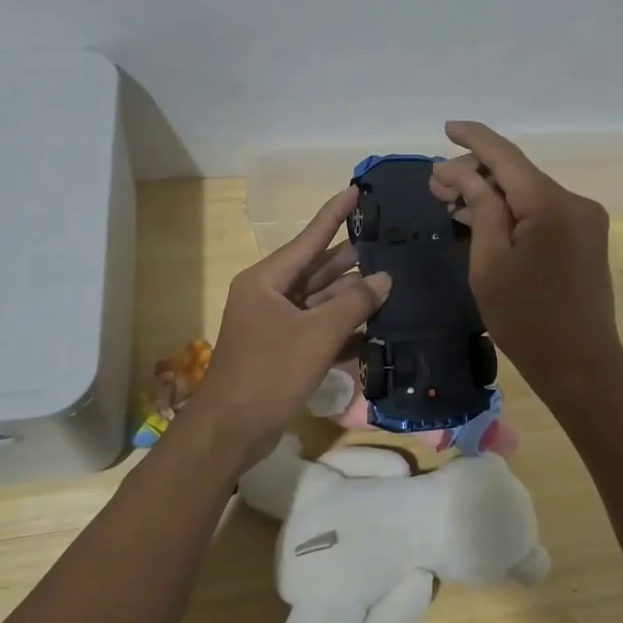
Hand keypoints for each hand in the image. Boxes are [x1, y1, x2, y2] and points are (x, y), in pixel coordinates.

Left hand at [187, 186, 390, 470]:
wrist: (230, 432)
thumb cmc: (270, 373)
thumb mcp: (317, 335)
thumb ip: (354, 304)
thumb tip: (384, 278)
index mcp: (268, 280)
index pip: (310, 237)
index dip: (334, 213)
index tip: (357, 190)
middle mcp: (269, 294)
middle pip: (317, 268)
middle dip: (352, 259)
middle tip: (388, 241)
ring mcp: (275, 323)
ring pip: (320, 299)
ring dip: (351, 295)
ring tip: (391, 280)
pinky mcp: (282, 349)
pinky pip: (317, 326)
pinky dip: (341, 325)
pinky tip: (374, 324)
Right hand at [428, 121, 622, 396]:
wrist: (582, 366)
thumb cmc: (527, 319)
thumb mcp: (490, 263)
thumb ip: (480, 208)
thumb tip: (463, 173)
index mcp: (550, 204)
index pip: (505, 156)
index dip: (474, 138)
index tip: (447, 127)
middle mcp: (574, 201)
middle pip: (516, 173)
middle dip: (474, 174)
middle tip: (434, 188)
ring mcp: (584, 220)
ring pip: (528, 192)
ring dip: (491, 194)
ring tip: (451, 203)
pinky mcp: (586, 238)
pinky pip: (542, 212)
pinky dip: (512, 212)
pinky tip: (482, 219)